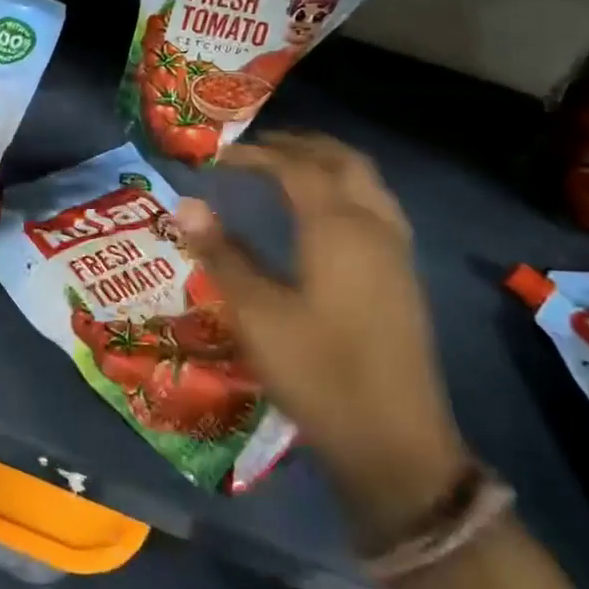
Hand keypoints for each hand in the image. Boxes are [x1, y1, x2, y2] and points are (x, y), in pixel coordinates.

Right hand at [174, 133, 467, 542]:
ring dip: (327, 164)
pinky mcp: (403, 276)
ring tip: (288, 169)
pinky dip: (346, 188)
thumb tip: (186, 204)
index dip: (257, 154)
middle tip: (257, 149)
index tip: (221, 155)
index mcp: (338, 227)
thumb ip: (221, 253)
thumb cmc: (318, 372)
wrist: (394, 443)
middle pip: (342, 161)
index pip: (296, 168)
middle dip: (300, 145)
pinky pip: (376, 206)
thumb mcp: (256, 314)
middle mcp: (374, 226)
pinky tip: (323, 214)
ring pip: (366, 182)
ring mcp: (396, 251)